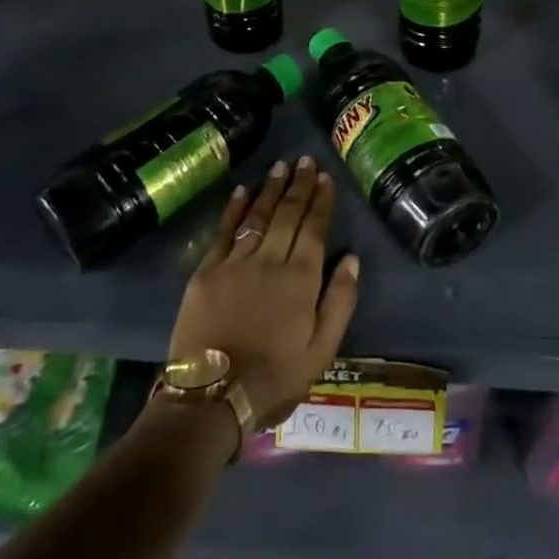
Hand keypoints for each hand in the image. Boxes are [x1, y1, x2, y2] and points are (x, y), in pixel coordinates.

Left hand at [169, 156, 360, 429]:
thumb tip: (352, 258)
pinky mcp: (207, 271)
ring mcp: (236, 263)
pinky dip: (233, 208)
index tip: (325, 178)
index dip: (320, 201)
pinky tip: (241, 190)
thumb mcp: (322, 351)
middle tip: (305, 160)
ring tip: (280, 166)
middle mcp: (270, 261)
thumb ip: (340, 302)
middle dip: (299, 185)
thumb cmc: (274, 378)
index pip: (315, 228)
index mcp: (301, 280)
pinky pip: (223, 231)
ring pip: (258, 216)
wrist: (212, 397)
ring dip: (271, 189)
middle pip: (288, 214)